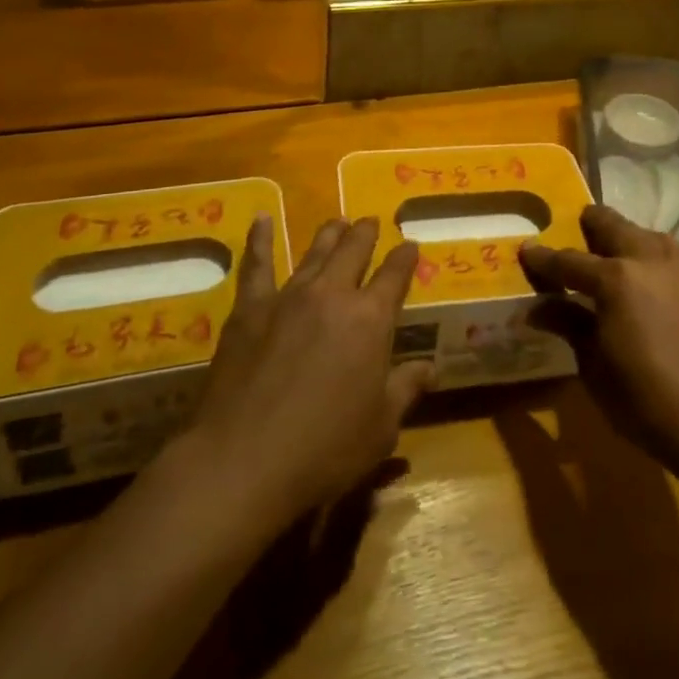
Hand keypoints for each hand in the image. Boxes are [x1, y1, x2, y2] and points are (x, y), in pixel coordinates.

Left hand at [188, 215, 432, 527]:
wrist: (245, 460)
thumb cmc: (325, 449)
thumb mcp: (381, 427)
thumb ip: (406, 388)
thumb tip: (433, 367)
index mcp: (371, 319)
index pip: (395, 275)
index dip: (405, 258)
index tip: (410, 245)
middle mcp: (333, 294)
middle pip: (354, 250)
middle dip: (366, 234)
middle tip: (372, 222)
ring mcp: (289, 296)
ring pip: (315, 252)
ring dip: (330, 233)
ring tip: (337, 221)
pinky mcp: (250, 308)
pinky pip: (256, 265)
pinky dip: (259, 239)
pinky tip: (260, 219)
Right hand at [521, 206, 678, 472]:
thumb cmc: (644, 400)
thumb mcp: (594, 365)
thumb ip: (567, 324)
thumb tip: (535, 308)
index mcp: (616, 278)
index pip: (568, 260)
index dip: (543, 258)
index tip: (526, 250)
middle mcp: (648, 257)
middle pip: (609, 224)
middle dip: (586, 229)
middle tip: (570, 243)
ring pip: (640, 232)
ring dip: (619, 239)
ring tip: (604, 260)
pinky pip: (663, 251)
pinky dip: (644, 255)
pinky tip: (639, 279)